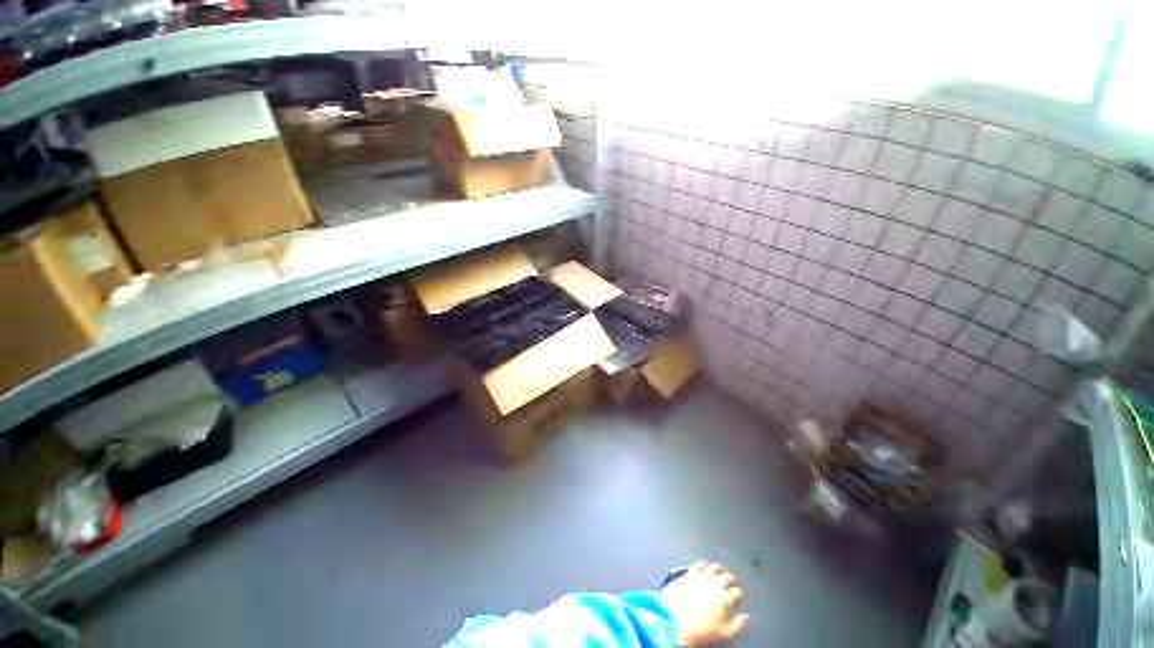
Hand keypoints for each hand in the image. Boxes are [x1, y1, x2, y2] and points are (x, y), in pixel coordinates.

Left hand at [660, 561, 748, 645]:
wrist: (679, 624)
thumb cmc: (702, 631)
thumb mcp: (725, 633)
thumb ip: (738, 625)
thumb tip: (745, 617)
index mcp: (724, 598)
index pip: (737, 591)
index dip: (739, 594)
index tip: (739, 597)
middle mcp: (714, 584)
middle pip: (727, 576)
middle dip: (732, 579)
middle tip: (733, 582)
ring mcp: (701, 578)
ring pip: (714, 567)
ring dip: (720, 568)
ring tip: (721, 571)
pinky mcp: (690, 575)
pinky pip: (698, 565)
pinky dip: (703, 563)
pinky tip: (705, 565)